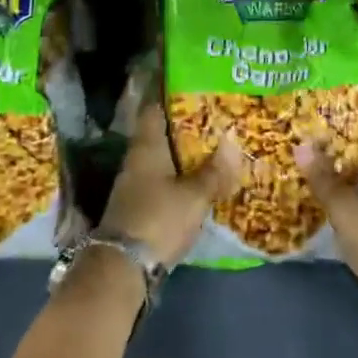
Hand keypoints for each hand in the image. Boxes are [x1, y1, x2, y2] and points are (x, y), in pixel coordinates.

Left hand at [99, 97, 240, 269]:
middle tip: (217, 121)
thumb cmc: (158, 219)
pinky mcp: (139, 207)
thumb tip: (233, 139)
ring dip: (184, 156)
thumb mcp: (194, 195)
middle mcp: (137, 159)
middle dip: (186, 129)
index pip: (156, 109)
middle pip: (162, 135)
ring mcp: (135, 185)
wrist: (123, 267)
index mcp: (147, 146)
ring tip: (215, 150)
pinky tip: (199, 183)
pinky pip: (162, 182)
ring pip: (163, 160)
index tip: (197, 90)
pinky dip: (180, 178)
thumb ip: (215, 171)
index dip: (173, 97)